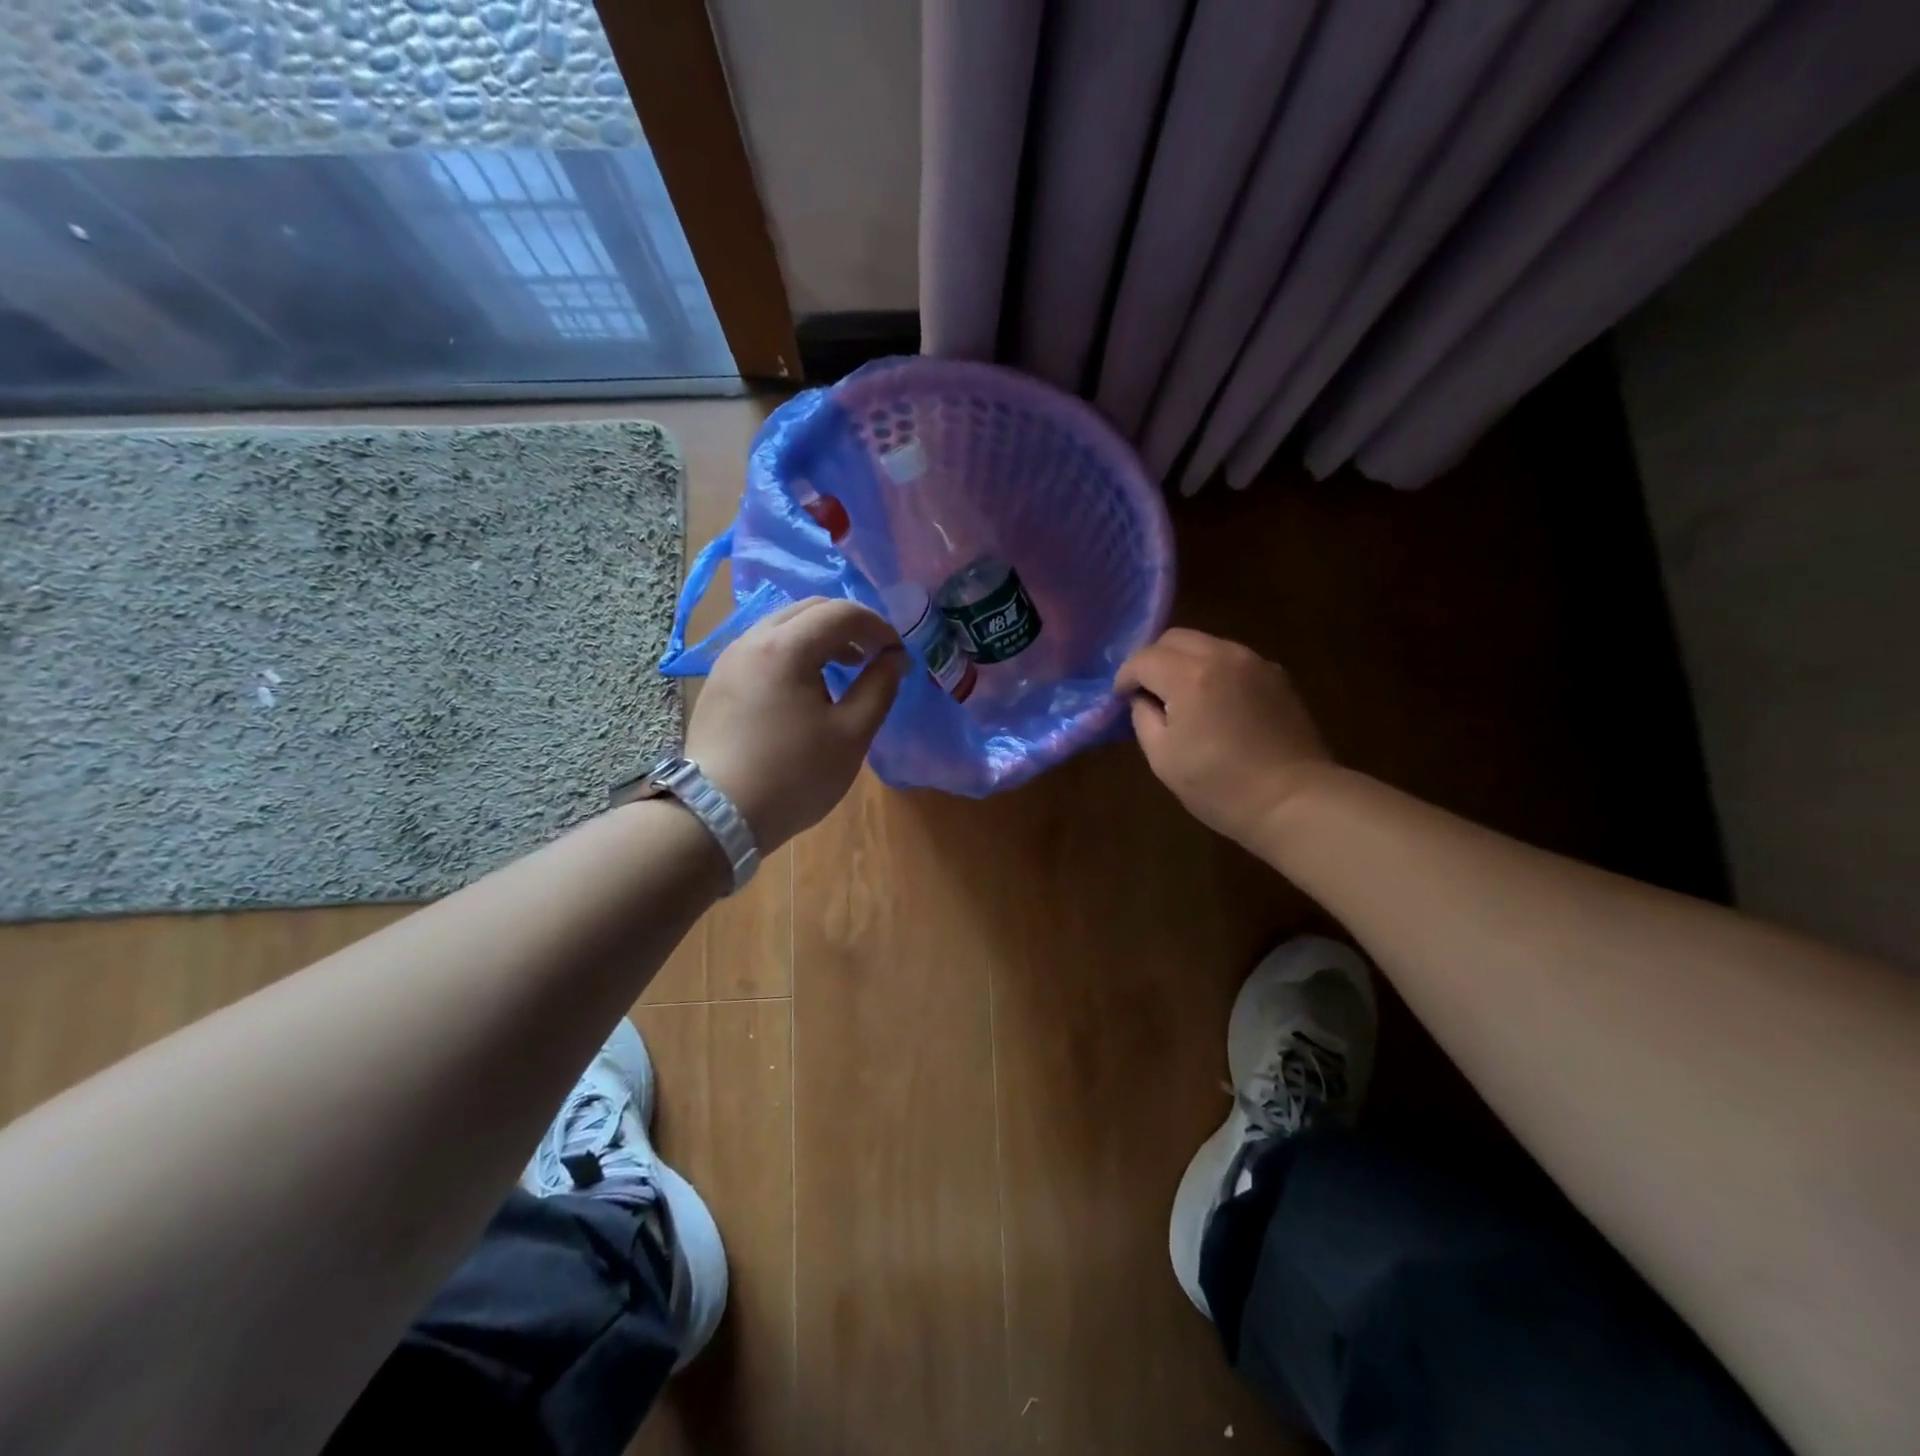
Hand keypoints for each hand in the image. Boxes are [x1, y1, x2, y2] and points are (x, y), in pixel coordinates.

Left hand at [686, 598, 906, 850]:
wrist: (717, 815)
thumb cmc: (793, 776)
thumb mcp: (851, 735)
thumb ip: (879, 687)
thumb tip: (895, 658)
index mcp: (786, 648)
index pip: (842, 612)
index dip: (878, 627)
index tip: (897, 654)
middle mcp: (752, 640)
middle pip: (809, 610)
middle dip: (848, 625)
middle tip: (872, 655)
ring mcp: (729, 659)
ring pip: (782, 626)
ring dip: (819, 637)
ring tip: (842, 670)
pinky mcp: (718, 681)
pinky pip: (763, 647)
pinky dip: (793, 652)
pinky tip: (805, 688)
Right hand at [1115, 628, 1332, 847]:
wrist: (1294, 800)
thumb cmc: (1220, 786)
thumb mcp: (1163, 758)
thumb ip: (1143, 718)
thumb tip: (1143, 700)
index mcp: (1190, 677)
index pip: (1144, 658)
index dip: (1125, 677)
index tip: (1121, 698)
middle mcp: (1223, 656)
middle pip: (1175, 638)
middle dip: (1154, 660)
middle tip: (1148, 692)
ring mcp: (1254, 662)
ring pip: (1206, 643)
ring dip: (1184, 662)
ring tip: (1181, 696)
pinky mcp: (1276, 675)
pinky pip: (1232, 658)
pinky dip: (1213, 669)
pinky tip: (1214, 701)